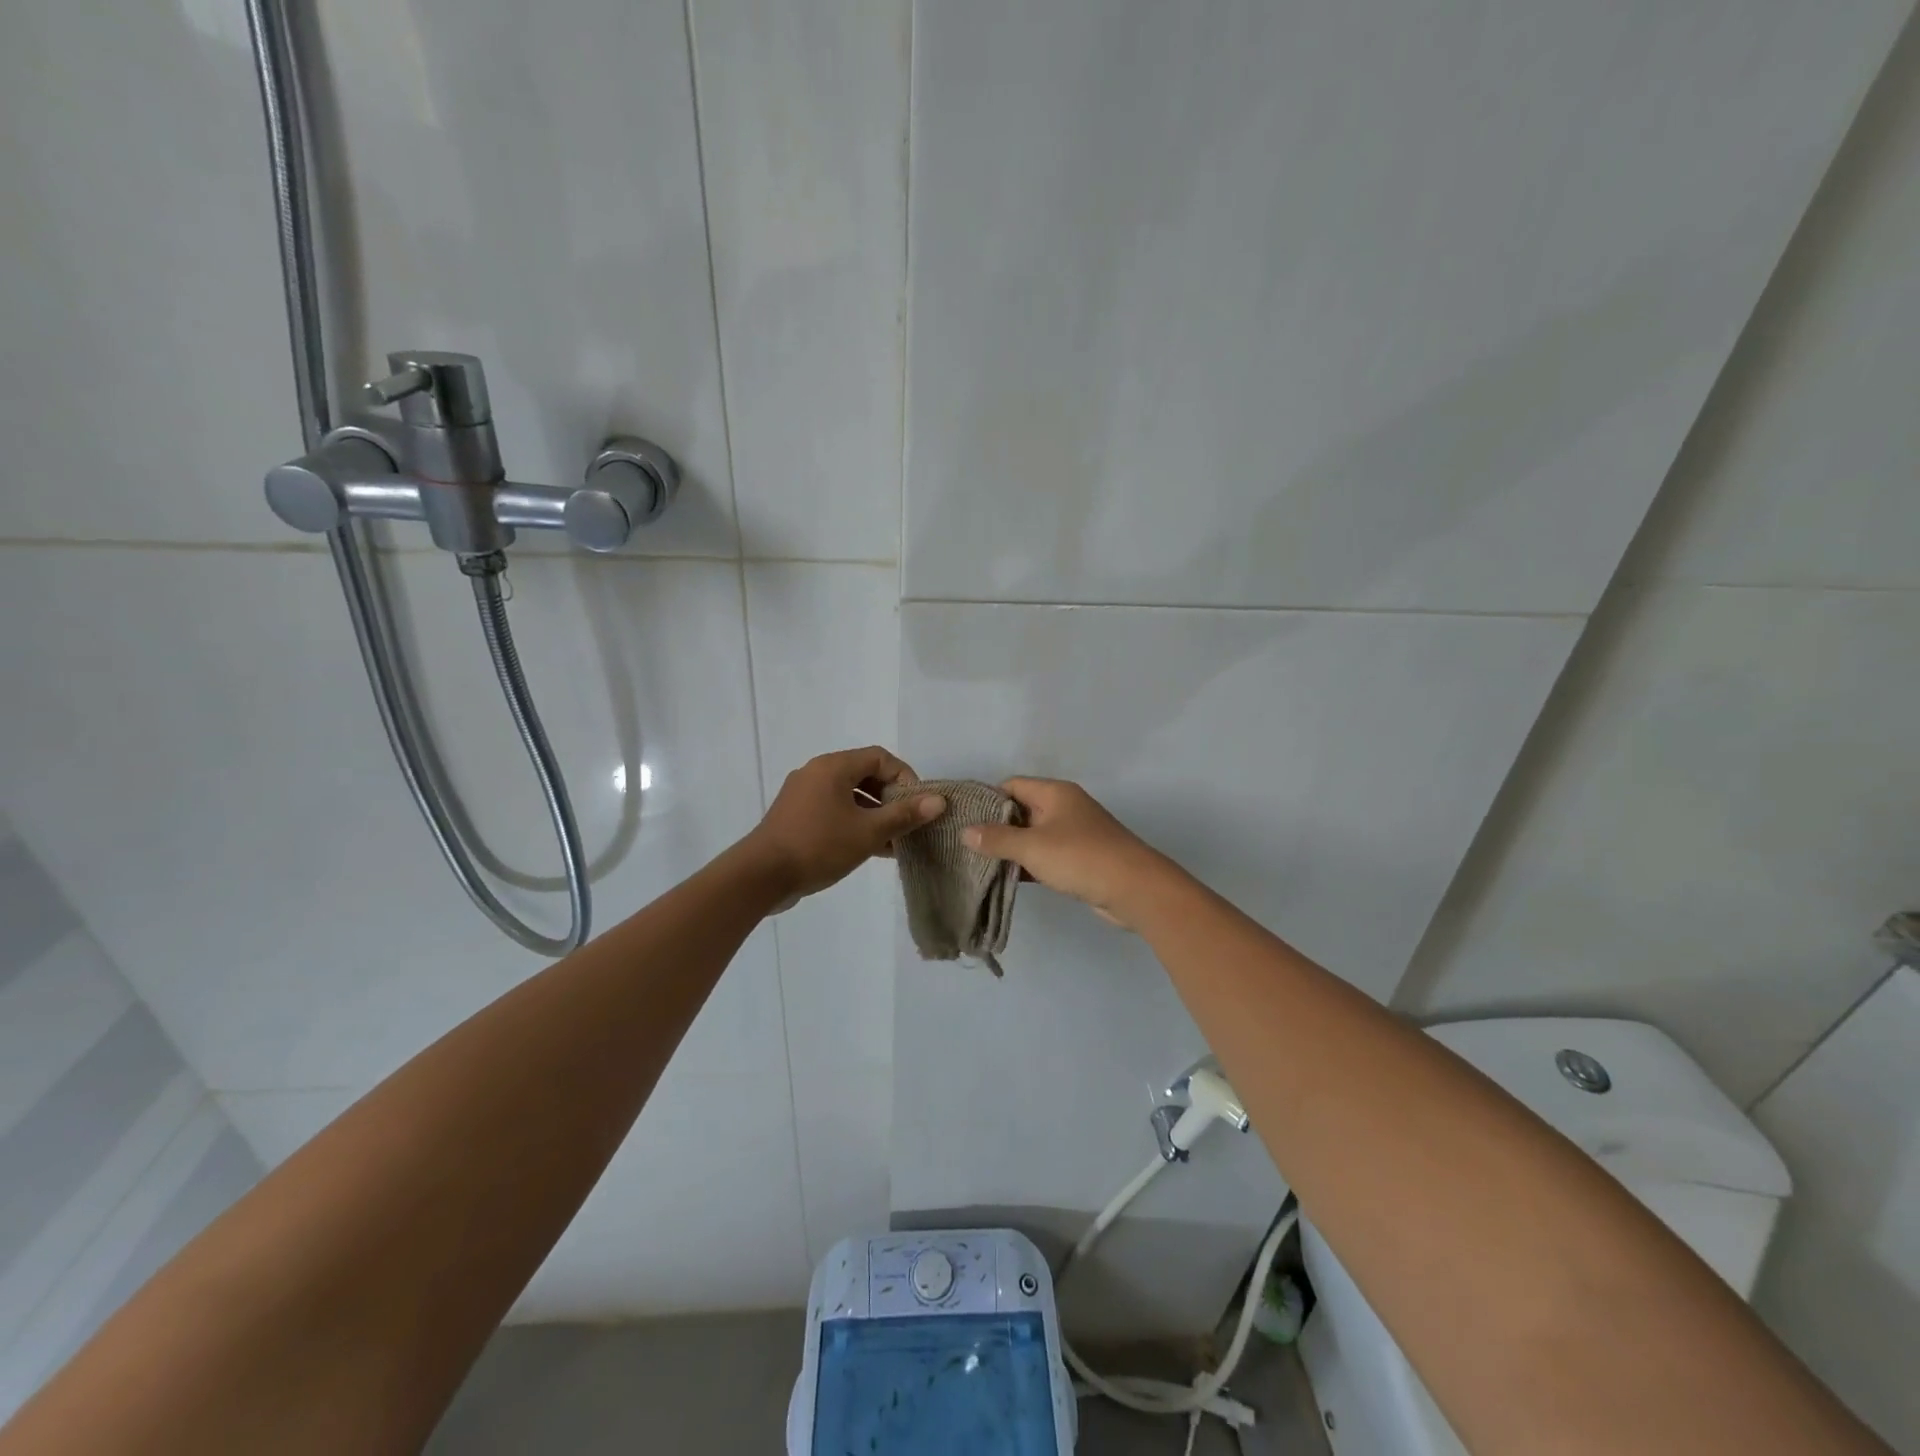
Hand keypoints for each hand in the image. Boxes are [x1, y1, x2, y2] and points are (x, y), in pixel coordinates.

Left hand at [747, 747, 945, 904]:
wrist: (761, 876)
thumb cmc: (818, 846)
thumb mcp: (868, 832)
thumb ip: (904, 815)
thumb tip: (938, 800)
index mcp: (833, 767)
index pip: (880, 758)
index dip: (905, 777)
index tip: (917, 805)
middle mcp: (816, 773)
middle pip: (864, 775)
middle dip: (891, 798)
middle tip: (908, 823)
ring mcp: (803, 795)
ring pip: (849, 796)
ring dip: (874, 814)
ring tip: (894, 842)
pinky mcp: (795, 816)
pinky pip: (833, 810)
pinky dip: (854, 823)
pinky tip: (870, 849)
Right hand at [962, 778, 1175, 929]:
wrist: (1134, 888)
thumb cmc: (1080, 858)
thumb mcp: (1032, 847)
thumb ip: (997, 839)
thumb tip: (966, 831)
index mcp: (1055, 793)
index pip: (1012, 785)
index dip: (988, 799)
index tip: (964, 819)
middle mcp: (1065, 807)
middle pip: (1022, 809)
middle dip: (997, 826)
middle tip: (967, 844)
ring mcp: (1075, 833)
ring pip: (1034, 834)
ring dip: (1013, 848)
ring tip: (980, 863)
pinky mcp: (1081, 858)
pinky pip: (1047, 854)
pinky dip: (1029, 863)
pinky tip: (1009, 878)